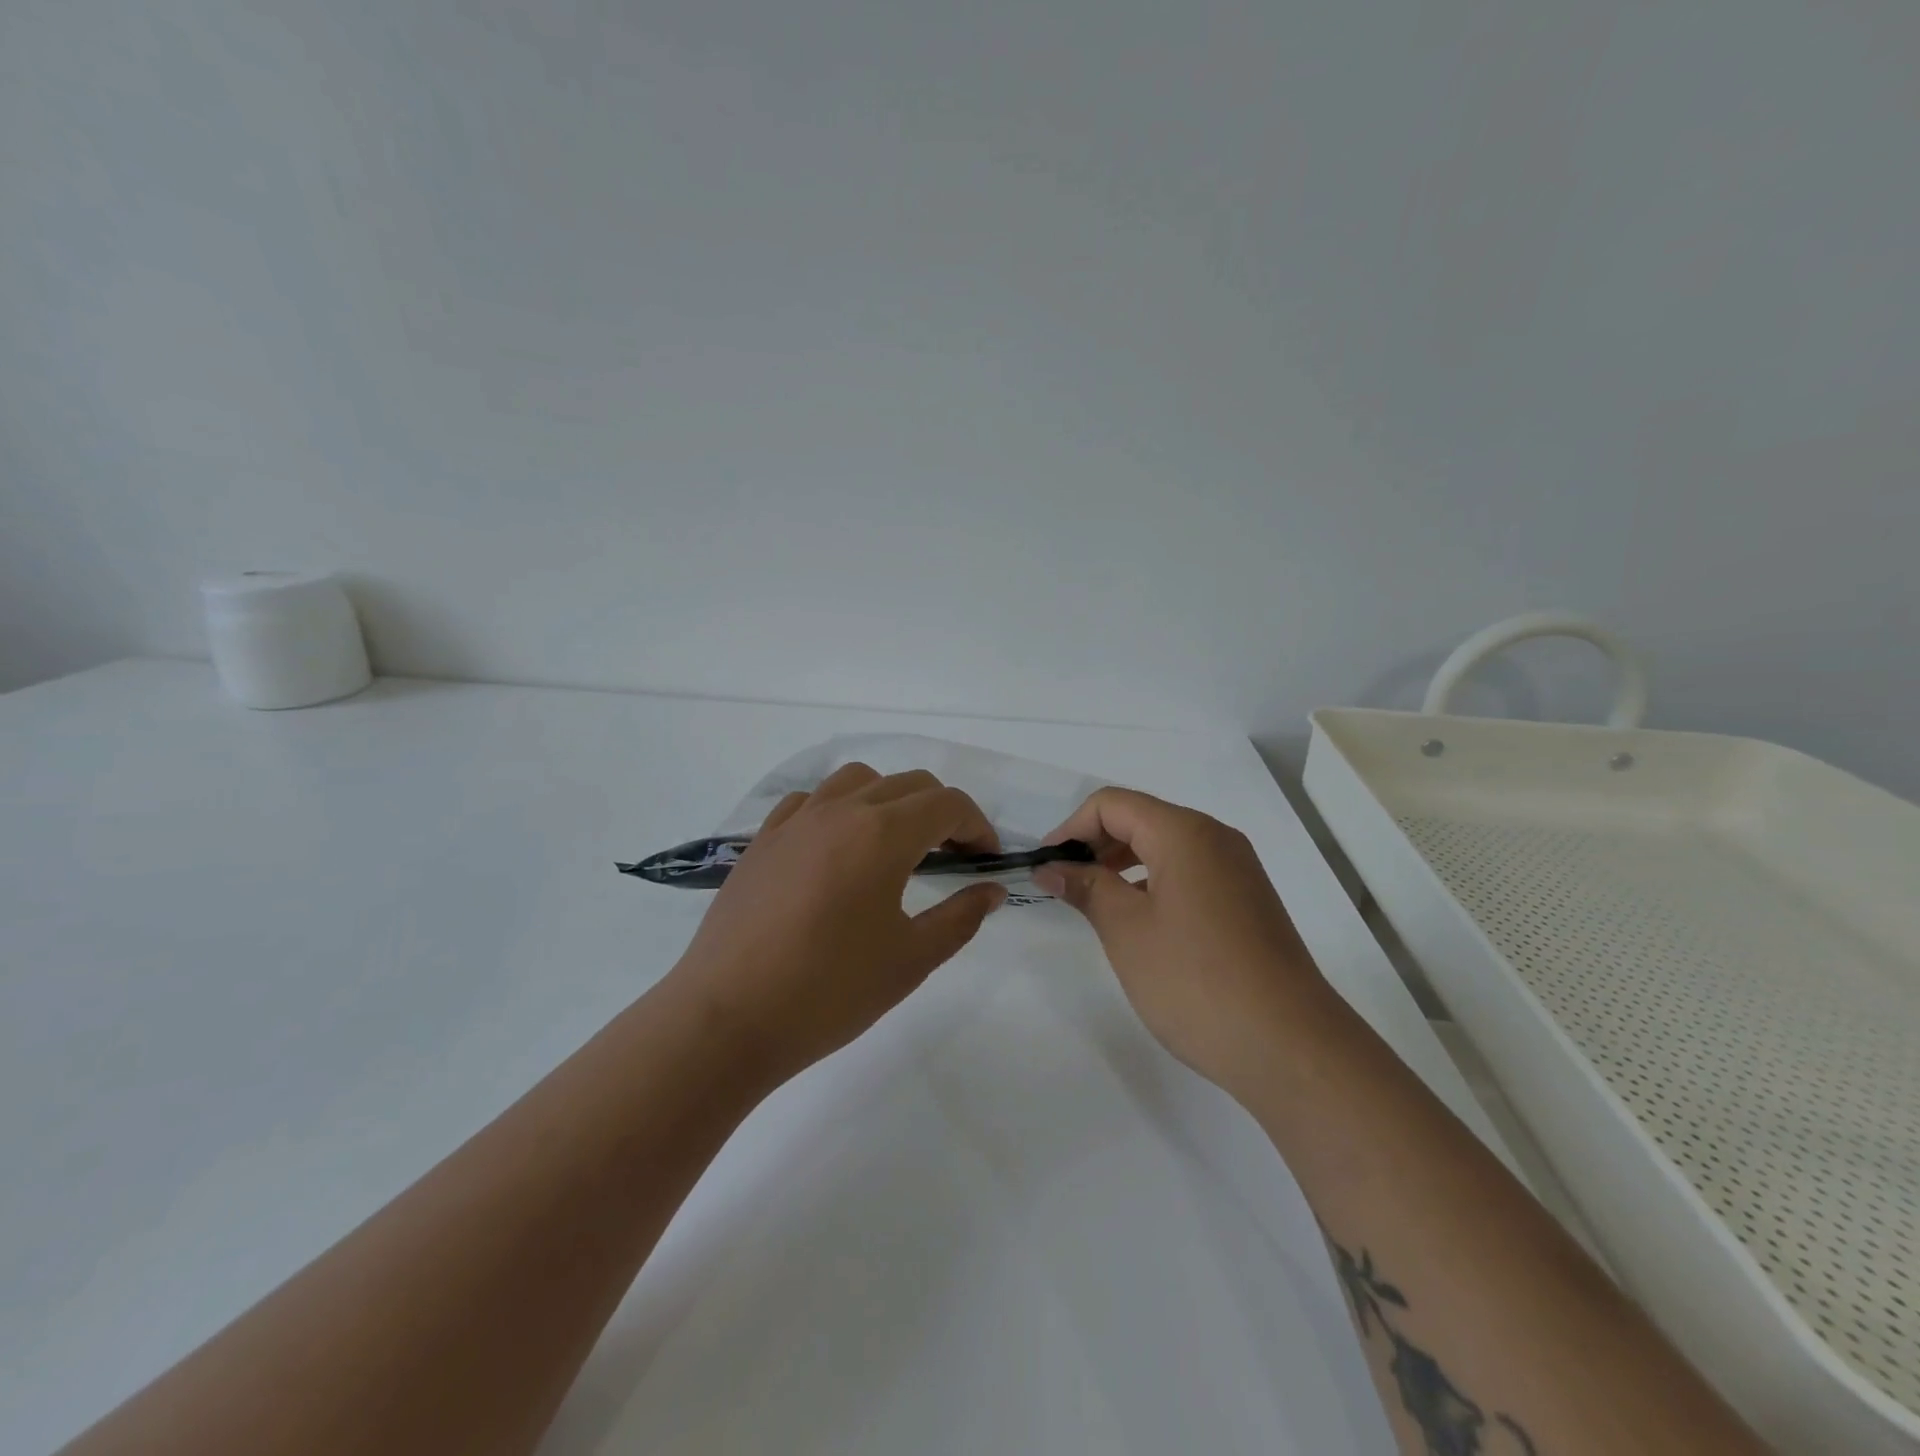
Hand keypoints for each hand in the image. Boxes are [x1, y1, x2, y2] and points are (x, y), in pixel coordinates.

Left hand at [668, 764, 1008, 1085]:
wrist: (727, 1018)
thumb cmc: (829, 992)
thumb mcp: (910, 960)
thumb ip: (960, 917)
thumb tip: (991, 890)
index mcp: (882, 834)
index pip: (947, 805)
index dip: (977, 826)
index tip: (987, 860)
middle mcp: (840, 811)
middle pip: (908, 784)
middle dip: (941, 812)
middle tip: (953, 857)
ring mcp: (795, 821)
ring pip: (857, 780)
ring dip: (890, 800)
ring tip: (895, 845)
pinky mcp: (763, 840)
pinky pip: (810, 801)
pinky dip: (838, 809)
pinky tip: (836, 849)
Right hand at [1034, 788, 1326, 1099]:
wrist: (1290, 1046)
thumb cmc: (1196, 980)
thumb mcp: (1127, 931)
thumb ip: (1087, 888)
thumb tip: (1053, 867)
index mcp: (1185, 833)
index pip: (1113, 804)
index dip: (1071, 828)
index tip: (1047, 866)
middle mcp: (1216, 839)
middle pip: (1141, 819)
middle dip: (1096, 844)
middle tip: (1065, 884)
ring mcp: (1238, 870)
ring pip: (1166, 847)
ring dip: (1123, 864)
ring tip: (1095, 903)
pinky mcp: (1248, 901)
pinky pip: (1190, 872)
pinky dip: (1154, 882)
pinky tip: (1140, 921)